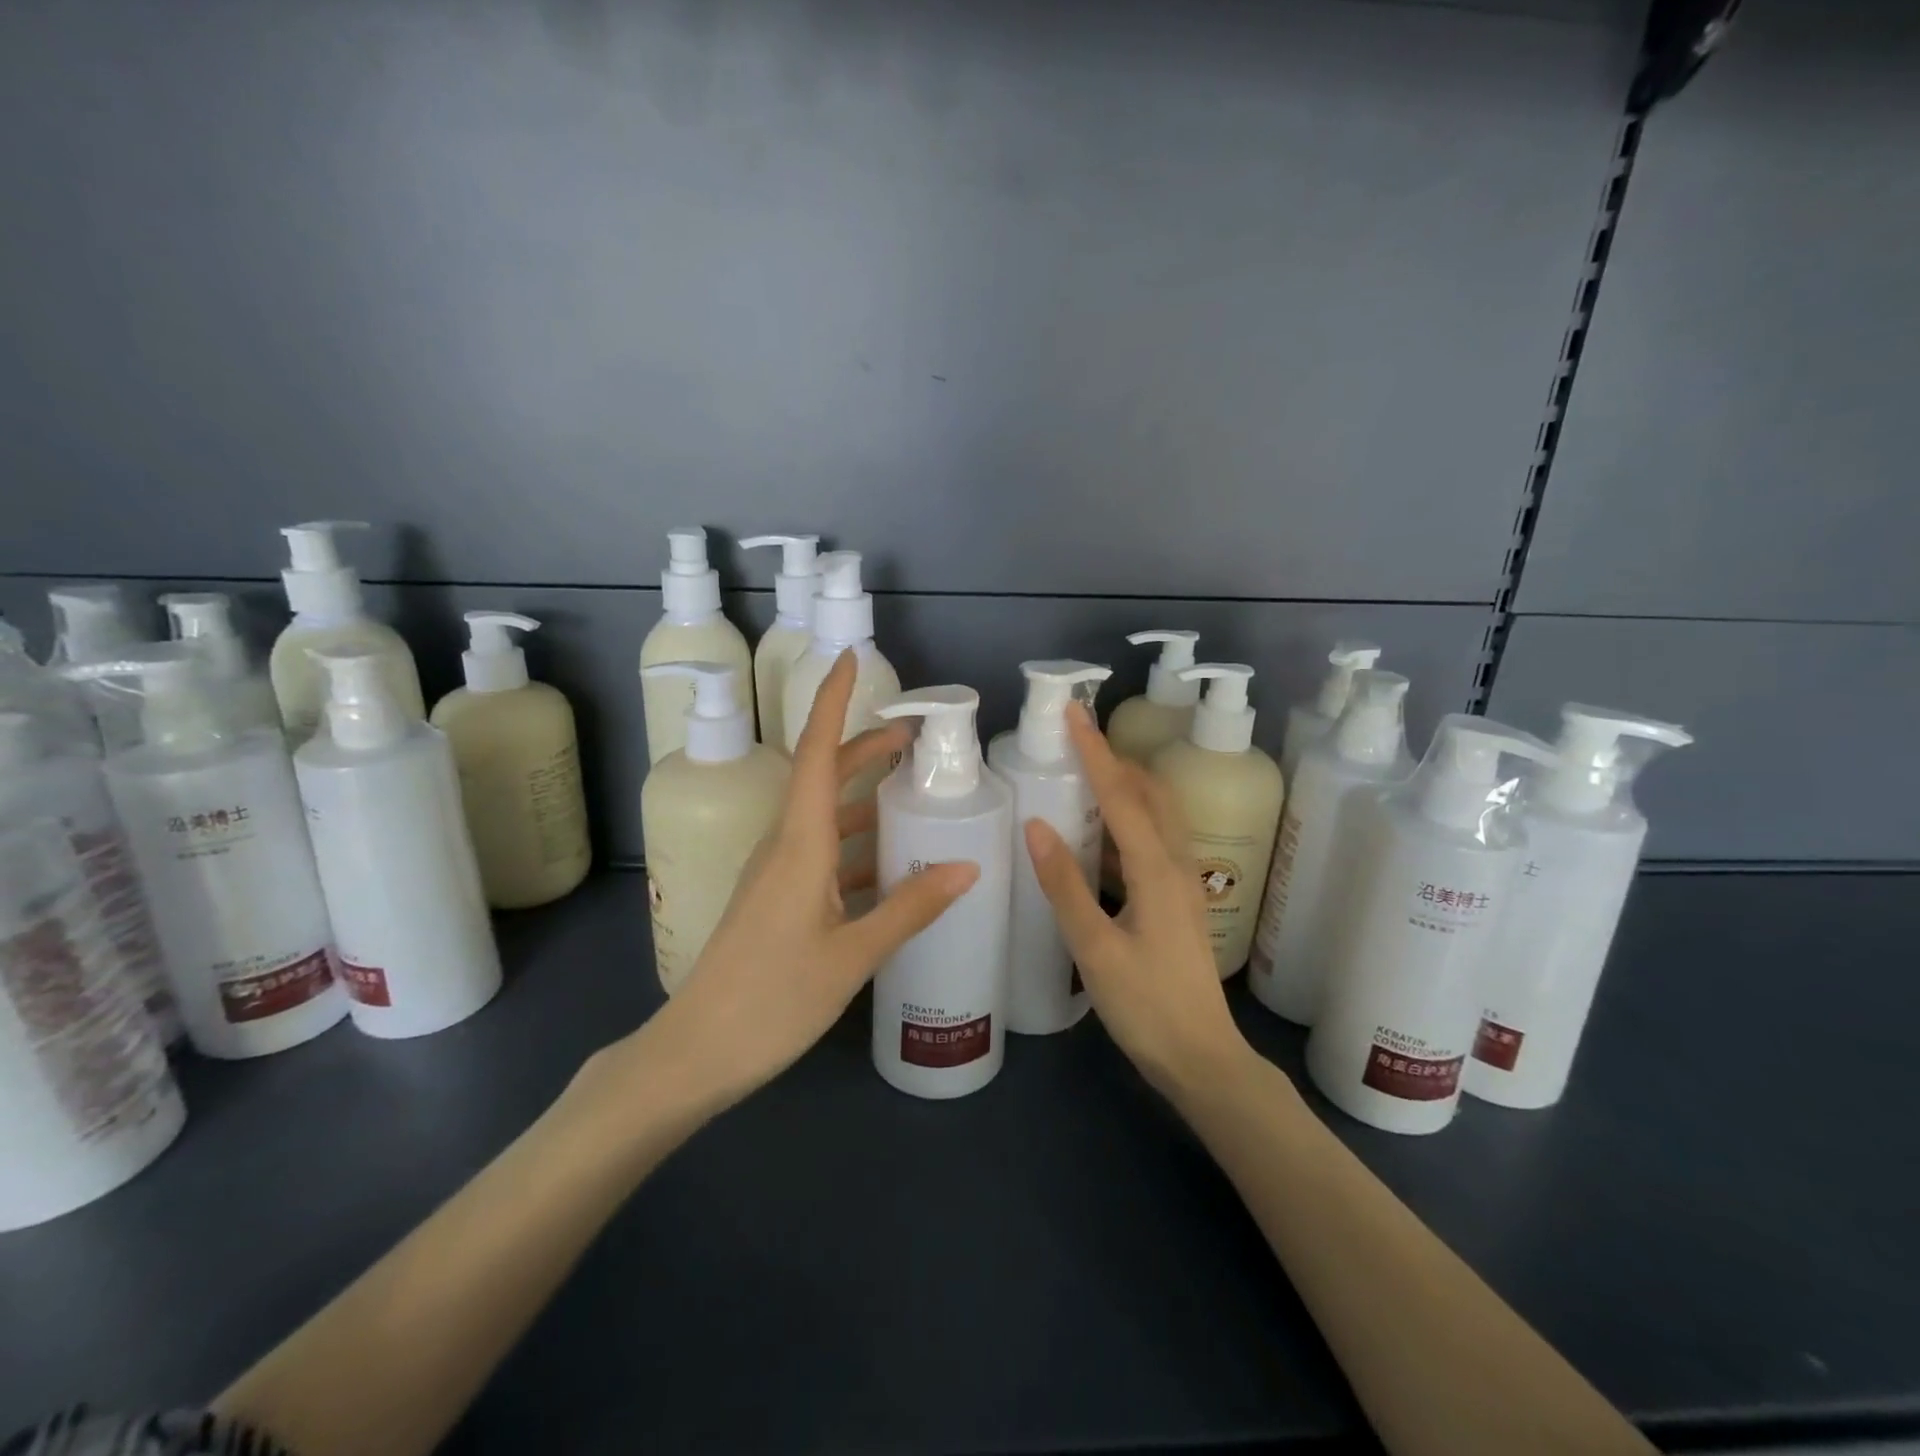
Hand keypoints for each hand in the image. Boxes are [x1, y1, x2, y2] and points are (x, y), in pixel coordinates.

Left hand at [627, 650, 978, 1107]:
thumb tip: (967, 866)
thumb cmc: (772, 999)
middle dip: (863, 748)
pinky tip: (889, 862)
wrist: (696, 1052)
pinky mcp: (776, 899)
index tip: (849, 659)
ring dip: (863, 796)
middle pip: (822, 776)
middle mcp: (783, 844)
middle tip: (916, 740)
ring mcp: (776, 873)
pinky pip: (820, 851)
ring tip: (912, 794)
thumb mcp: (852, 954)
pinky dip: (856, 842)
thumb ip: (910, 907)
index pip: (815, 752)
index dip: (831, 702)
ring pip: (822, 815)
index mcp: (798, 843)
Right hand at [1025, 704, 1251, 1097]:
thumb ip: (1064, 885)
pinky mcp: (1177, 901)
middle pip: (1150, 793)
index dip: (1095, 751)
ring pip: (1156, 815)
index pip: (1121, 794)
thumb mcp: (1095, 948)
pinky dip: (1126, 820)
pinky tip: (1099, 835)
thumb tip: (1036, 823)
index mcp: (1157, 869)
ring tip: (1083, 775)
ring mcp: (1182, 883)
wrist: (1202, 1059)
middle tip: (1075, 740)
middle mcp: (1177, 864)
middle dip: (1115, 759)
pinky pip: (1153, 840)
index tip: (1073, 713)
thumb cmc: (1146, 1006)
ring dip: (1124, 786)